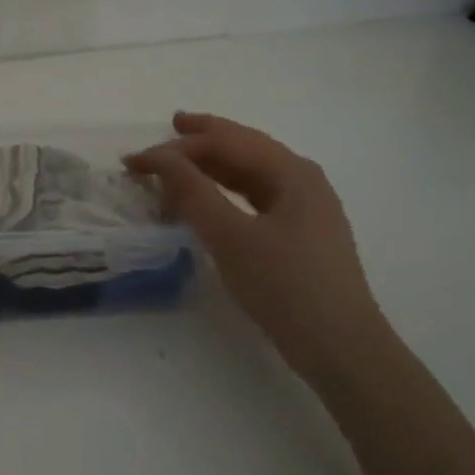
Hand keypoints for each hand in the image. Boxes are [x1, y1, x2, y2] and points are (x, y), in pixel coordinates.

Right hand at [127, 113, 393, 382]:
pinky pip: (256, 196)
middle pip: (244, 148)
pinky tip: (212, 196)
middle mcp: (302, 180)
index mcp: (291, 172)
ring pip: (251, 172)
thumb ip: (193, 192)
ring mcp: (305, 207)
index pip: (225, 143)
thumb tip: (159, 157)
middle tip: (170, 127)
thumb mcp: (231, 237)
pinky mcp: (300, 234)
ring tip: (183, 157)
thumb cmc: (285, 286)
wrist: (340, 347)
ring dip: (214, 164)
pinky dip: (226, 190)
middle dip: (204, 138)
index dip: (176, 148)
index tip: (134, 163)